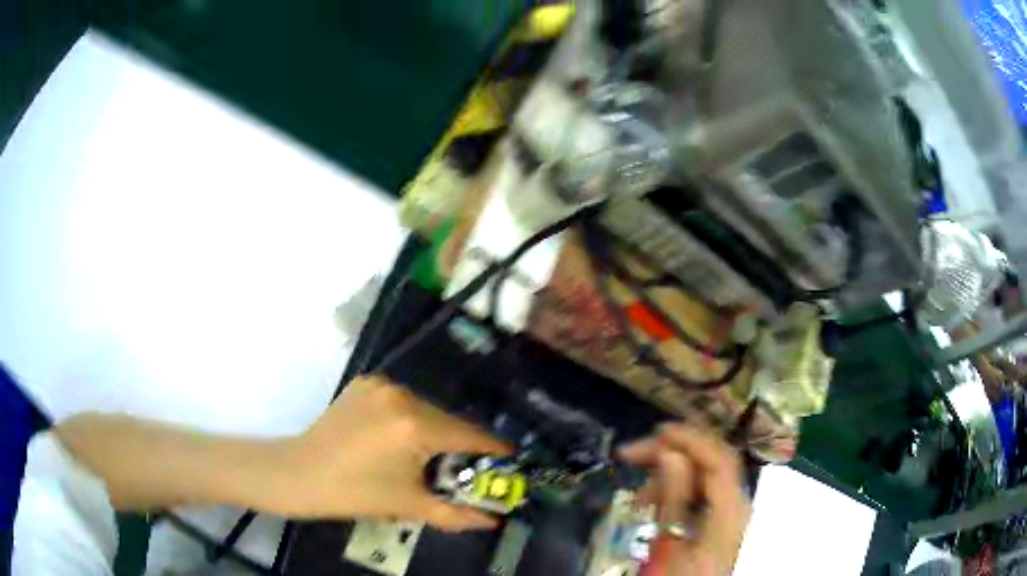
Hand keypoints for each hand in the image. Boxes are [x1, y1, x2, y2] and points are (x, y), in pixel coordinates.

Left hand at [276, 375, 511, 530]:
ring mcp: (381, 385)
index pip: (468, 435)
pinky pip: (400, 400)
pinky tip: (397, 438)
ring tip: (426, 456)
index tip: (509, 458)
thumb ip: (457, 514)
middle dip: (459, 444)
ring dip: (432, 429)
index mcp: (415, 427)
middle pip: (446, 420)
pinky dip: (407, 417)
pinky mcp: (365, 382)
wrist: (301, 473)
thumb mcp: (410, 506)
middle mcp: (402, 396)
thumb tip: (493, 520)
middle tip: (464, 467)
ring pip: (424, 409)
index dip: (492, 448)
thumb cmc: (356, 494)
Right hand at [619, 424, 750, 575]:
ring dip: (672, 471)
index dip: (690, 437)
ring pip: (706, 475)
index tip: (654, 432)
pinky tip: (654, 500)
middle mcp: (736, 505)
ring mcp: (729, 513)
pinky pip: (702, 493)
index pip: (718, 457)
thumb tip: (670, 454)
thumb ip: (674, 498)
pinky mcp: (718, 523)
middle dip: (674, 450)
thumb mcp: (670, 543)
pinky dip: (677, 489)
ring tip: (638, 486)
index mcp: (730, 509)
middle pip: (713, 461)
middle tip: (632, 453)